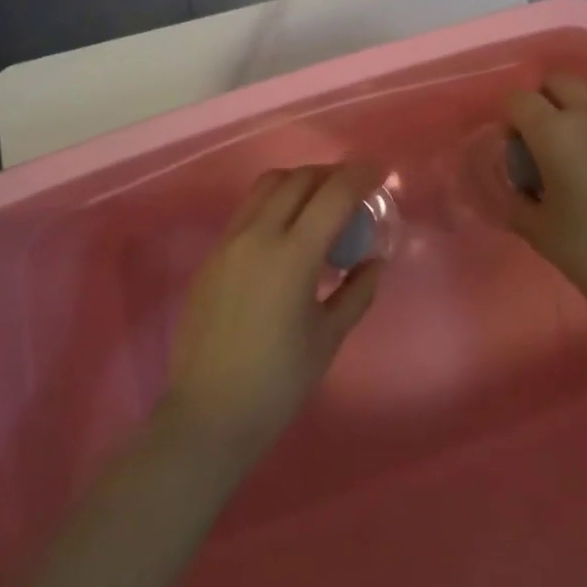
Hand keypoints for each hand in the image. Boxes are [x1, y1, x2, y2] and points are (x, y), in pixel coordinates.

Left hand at [162, 165, 382, 460]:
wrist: (207, 416)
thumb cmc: (277, 383)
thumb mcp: (328, 338)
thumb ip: (357, 292)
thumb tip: (374, 261)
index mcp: (293, 256)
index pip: (333, 194)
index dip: (360, 175)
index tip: (379, 171)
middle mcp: (258, 235)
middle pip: (299, 179)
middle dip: (331, 175)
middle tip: (352, 190)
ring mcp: (229, 242)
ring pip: (268, 185)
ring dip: (299, 182)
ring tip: (319, 203)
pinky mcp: (212, 255)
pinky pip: (248, 209)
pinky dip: (274, 203)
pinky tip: (286, 233)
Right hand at [505, 73, 586, 325]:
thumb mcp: (540, 233)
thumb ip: (515, 200)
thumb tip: (513, 185)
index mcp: (556, 133)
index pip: (519, 99)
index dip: (510, 119)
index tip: (515, 150)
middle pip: (559, 81)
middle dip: (545, 100)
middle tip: (545, 142)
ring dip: (579, 120)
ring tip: (585, 166)